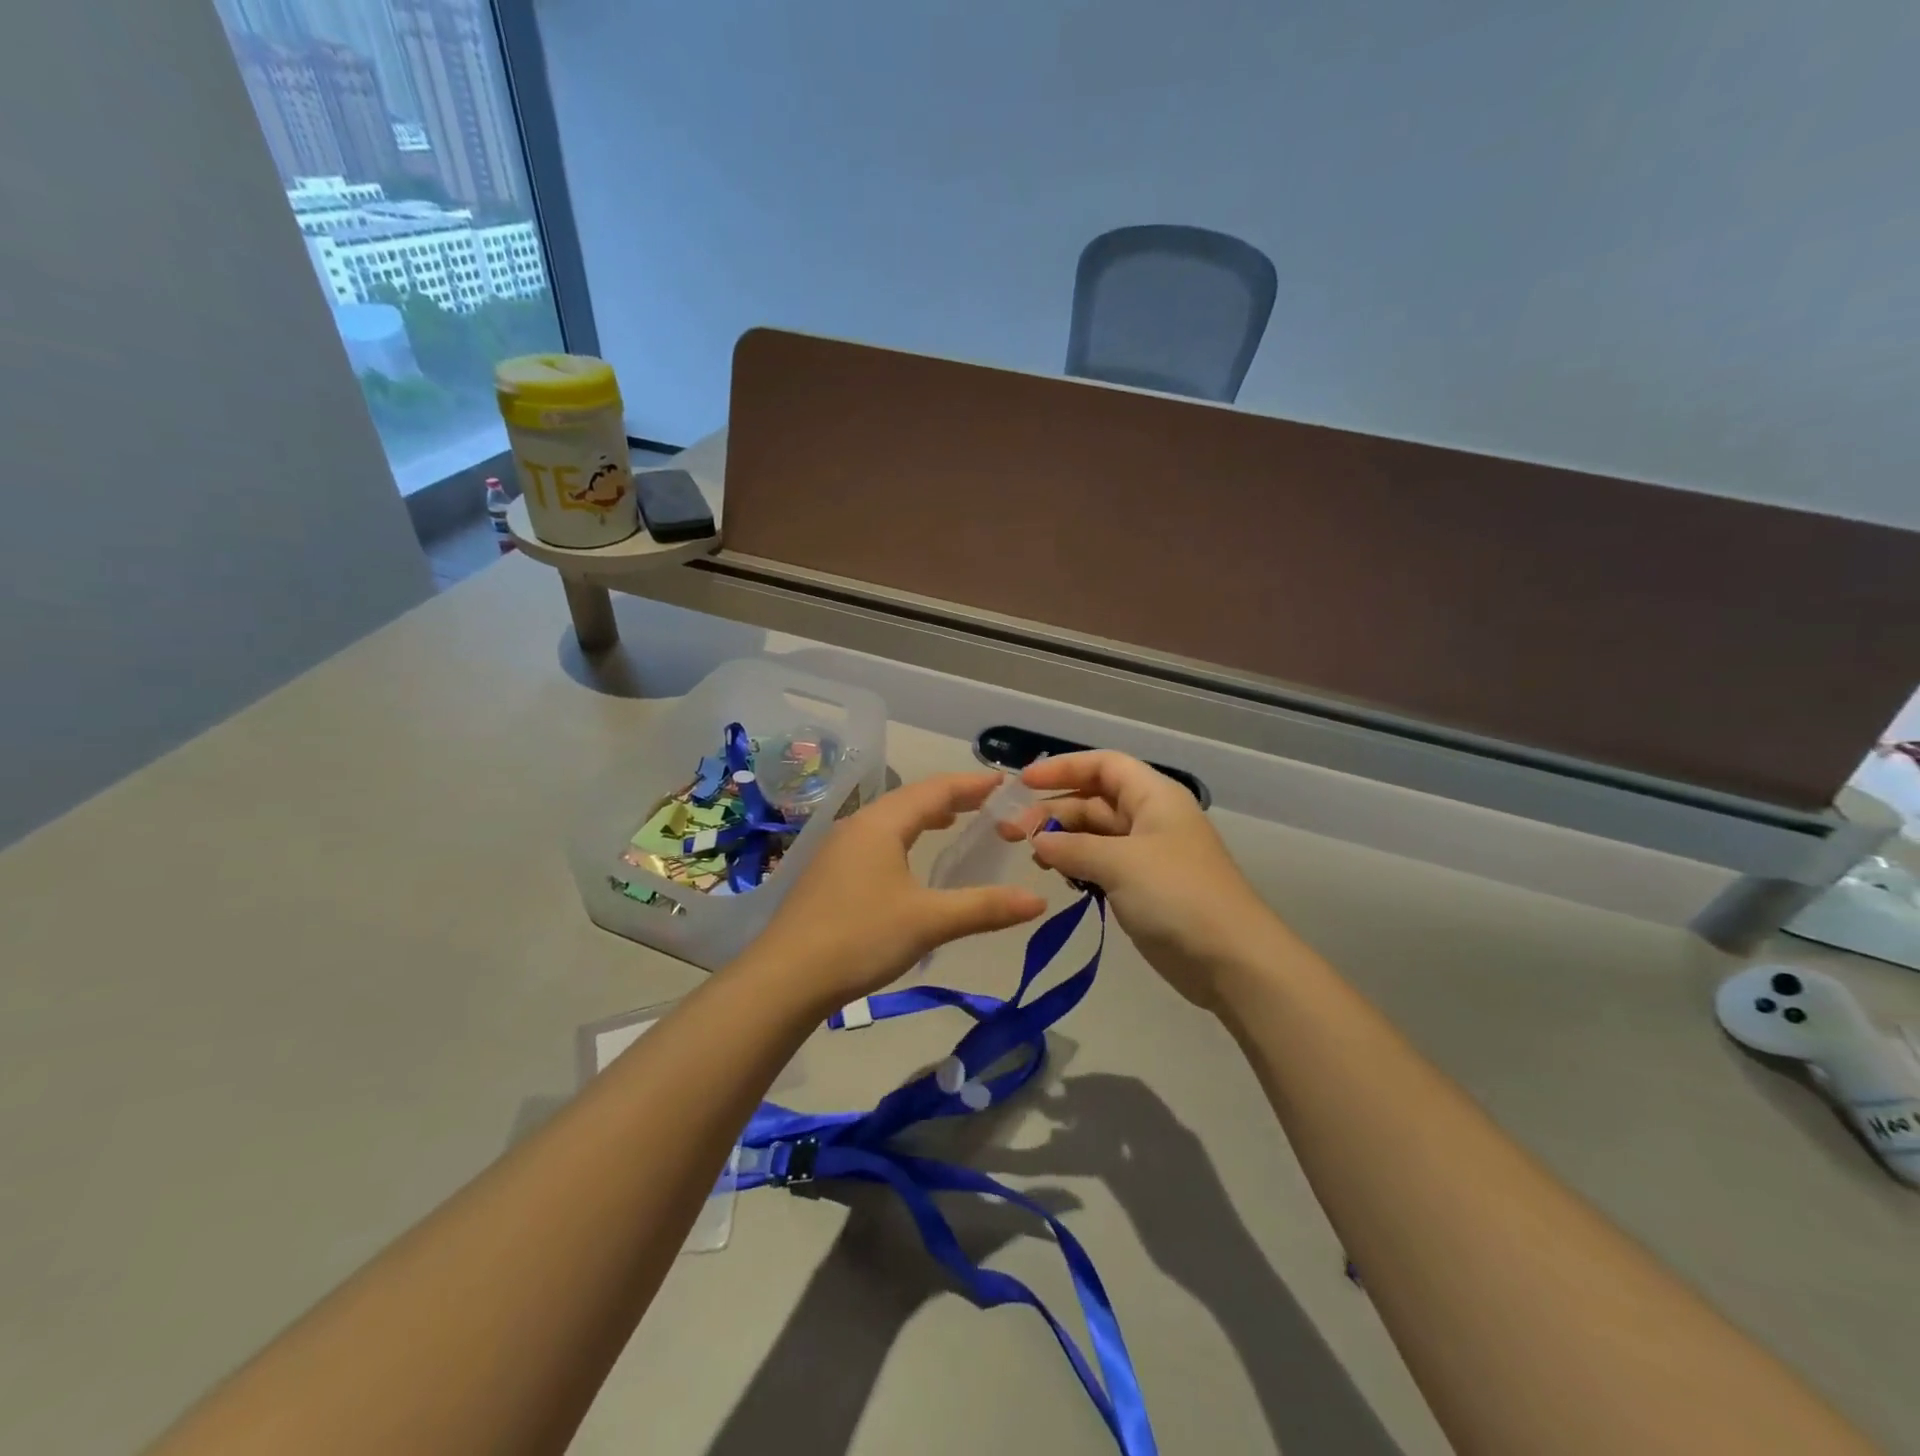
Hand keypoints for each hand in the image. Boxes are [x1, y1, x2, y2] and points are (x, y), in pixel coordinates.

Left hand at [754, 771, 1046, 1009]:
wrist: (785, 978)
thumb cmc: (860, 938)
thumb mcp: (929, 922)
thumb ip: (984, 907)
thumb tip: (1038, 901)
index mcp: (881, 824)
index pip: (935, 790)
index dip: (972, 784)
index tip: (1004, 781)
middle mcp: (858, 825)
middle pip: (911, 799)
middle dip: (951, 798)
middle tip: (988, 802)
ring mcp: (838, 848)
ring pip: (890, 819)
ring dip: (925, 816)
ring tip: (955, 822)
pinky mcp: (828, 872)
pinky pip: (876, 839)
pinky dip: (904, 836)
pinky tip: (910, 859)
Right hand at [1007, 751, 1278, 1008]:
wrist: (1232, 961)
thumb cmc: (1177, 895)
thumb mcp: (1120, 862)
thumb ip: (1073, 847)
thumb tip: (1038, 841)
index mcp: (1154, 796)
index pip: (1103, 765)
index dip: (1063, 768)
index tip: (1023, 783)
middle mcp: (1150, 818)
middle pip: (1094, 800)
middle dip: (1053, 810)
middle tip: (1010, 832)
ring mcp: (1148, 855)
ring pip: (1095, 834)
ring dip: (1062, 839)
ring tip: (1030, 856)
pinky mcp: (1144, 888)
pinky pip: (1102, 864)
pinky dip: (1077, 865)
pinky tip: (1056, 875)